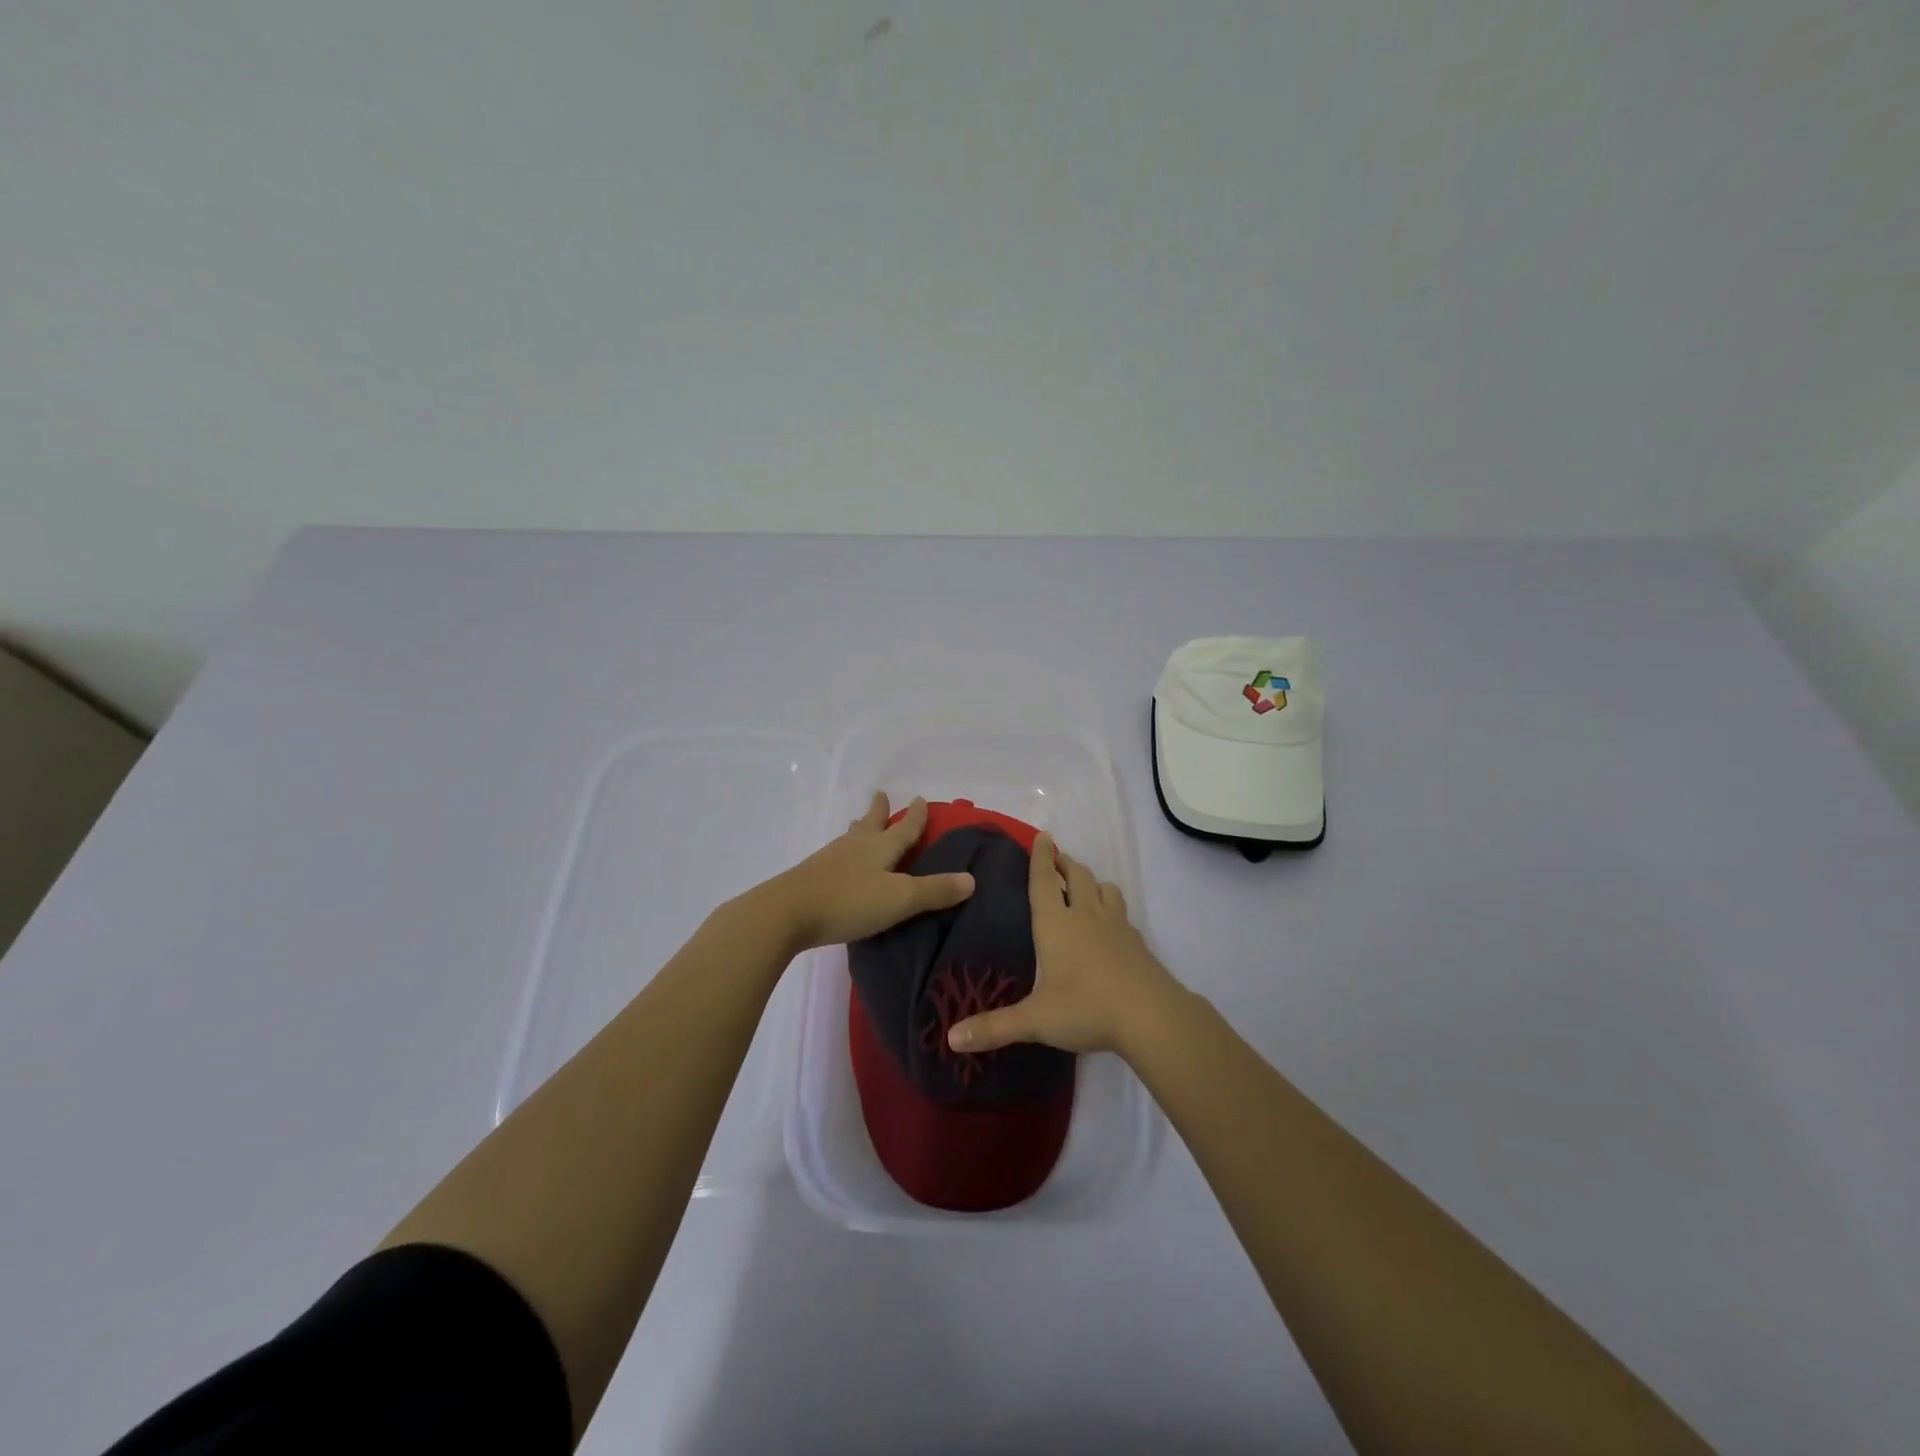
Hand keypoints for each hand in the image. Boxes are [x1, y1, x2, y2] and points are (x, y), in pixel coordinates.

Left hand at [754, 793, 975, 952]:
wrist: (787, 913)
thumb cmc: (849, 902)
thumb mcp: (900, 899)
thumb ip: (934, 891)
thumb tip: (971, 879)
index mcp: (880, 848)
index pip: (905, 828)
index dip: (915, 816)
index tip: (920, 798)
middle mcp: (856, 846)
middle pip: (871, 824)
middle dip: (880, 811)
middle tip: (881, 794)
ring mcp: (830, 859)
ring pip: (851, 838)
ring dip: (860, 828)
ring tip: (861, 824)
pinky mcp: (812, 876)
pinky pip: (836, 856)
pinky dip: (845, 852)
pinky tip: (840, 862)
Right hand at [946, 831, 1182, 1058]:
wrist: (1150, 1015)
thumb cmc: (1085, 1007)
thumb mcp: (1035, 1020)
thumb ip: (994, 1027)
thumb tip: (952, 1038)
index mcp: (1056, 923)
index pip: (1044, 880)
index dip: (1040, 857)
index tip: (1042, 836)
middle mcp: (1086, 915)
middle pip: (1077, 876)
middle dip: (1065, 864)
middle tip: (1058, 860)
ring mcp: (1116, 926)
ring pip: (1105, 889)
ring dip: (1092, 882)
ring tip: (1085, 887)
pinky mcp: (1137, 942)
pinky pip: (1122, 914)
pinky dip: (1113, 909)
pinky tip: (1111, 925)